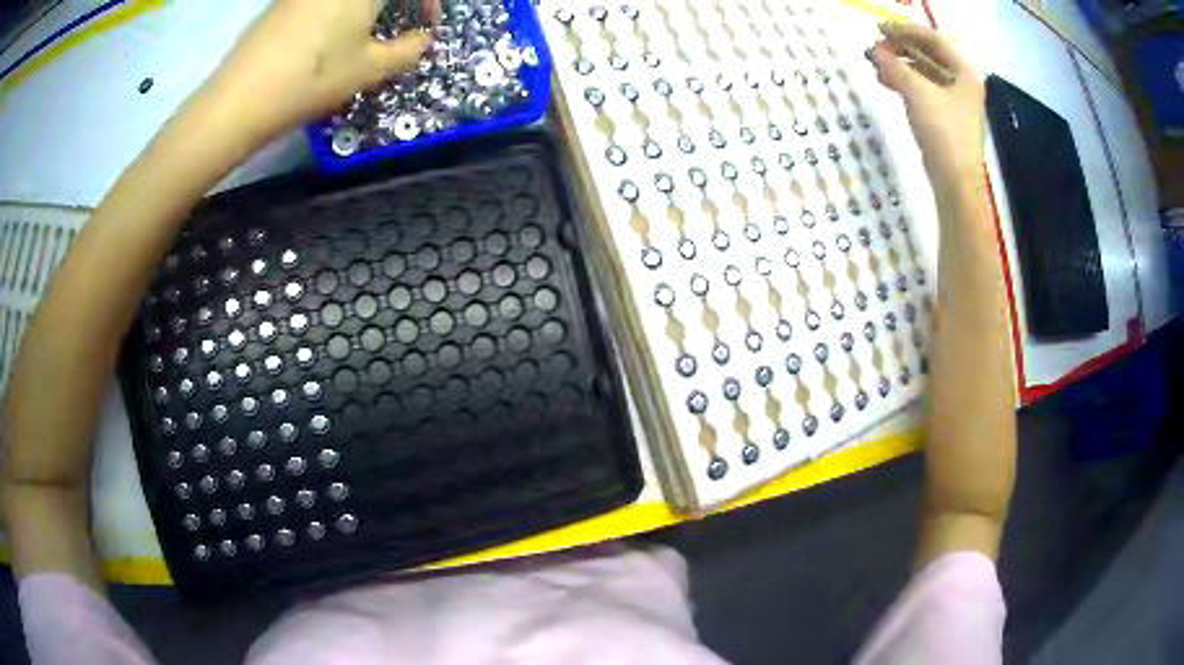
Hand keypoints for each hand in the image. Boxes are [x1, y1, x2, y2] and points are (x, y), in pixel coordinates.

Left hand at [205, 0, 440, 145]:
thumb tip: (422, 39)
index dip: (429, 3)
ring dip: (367, 7)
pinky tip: (329, 35)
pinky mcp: (283, 2)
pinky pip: (323, 2)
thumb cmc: (313, 79)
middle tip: (398, 25)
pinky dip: (338, 11)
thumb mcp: (370, 68)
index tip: (428, 26)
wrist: (240, 99)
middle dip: (396, 6)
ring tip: (364, 33)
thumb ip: (408, 50)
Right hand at [869, 24, 984, 193]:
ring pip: (925, 73)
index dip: (906, 30)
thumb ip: (894, 68)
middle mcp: (963, 83)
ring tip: (877, 65)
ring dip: (901, 66)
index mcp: (965, 72)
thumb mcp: (917, 94)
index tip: (880, 27)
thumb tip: (873, 52)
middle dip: (901, 48)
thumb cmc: (944, 133)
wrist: (956, 183)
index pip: (934, 39)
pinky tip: (887, 83)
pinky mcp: (947, 118)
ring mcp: (956, 102)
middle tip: (876, 47)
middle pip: (930, 55)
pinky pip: (924, 90)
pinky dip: (905, 83)